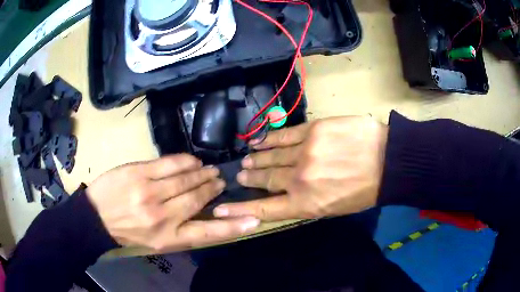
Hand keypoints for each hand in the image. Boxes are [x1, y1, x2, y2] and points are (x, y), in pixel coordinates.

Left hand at [86, 154, 259, 251]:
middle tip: (219, 181)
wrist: (96, 218)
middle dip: (212, 188)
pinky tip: (192, 161)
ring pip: (186, 179)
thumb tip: (203, 213)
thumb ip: (180, 229)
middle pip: (198, 198)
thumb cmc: (128, 232)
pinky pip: (169, 163)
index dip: (232, 227)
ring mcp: (150, 192)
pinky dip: (185, 161)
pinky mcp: (138, 173)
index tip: (253, 220)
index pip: (208, 233)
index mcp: (168, 238)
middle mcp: (162, 216)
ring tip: (209, 171)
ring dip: (201, 173)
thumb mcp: (156, 242)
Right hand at [213, 116, 387, 220]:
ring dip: (257, 159)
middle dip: (251, 178)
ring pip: (272, 157)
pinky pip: (284, 136)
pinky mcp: (312, 131)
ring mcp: (304, 152)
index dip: (240, 210)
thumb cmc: (364, 190)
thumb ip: (307, 203)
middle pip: (266, 179)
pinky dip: (269, 139)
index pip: (265, 209)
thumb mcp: (334, 208)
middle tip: (241, 175)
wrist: (387, 161)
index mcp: (306, 203)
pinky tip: (258, 140)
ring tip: (247, 160)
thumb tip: (286, 197)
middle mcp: (299, 179)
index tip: (220, 208)